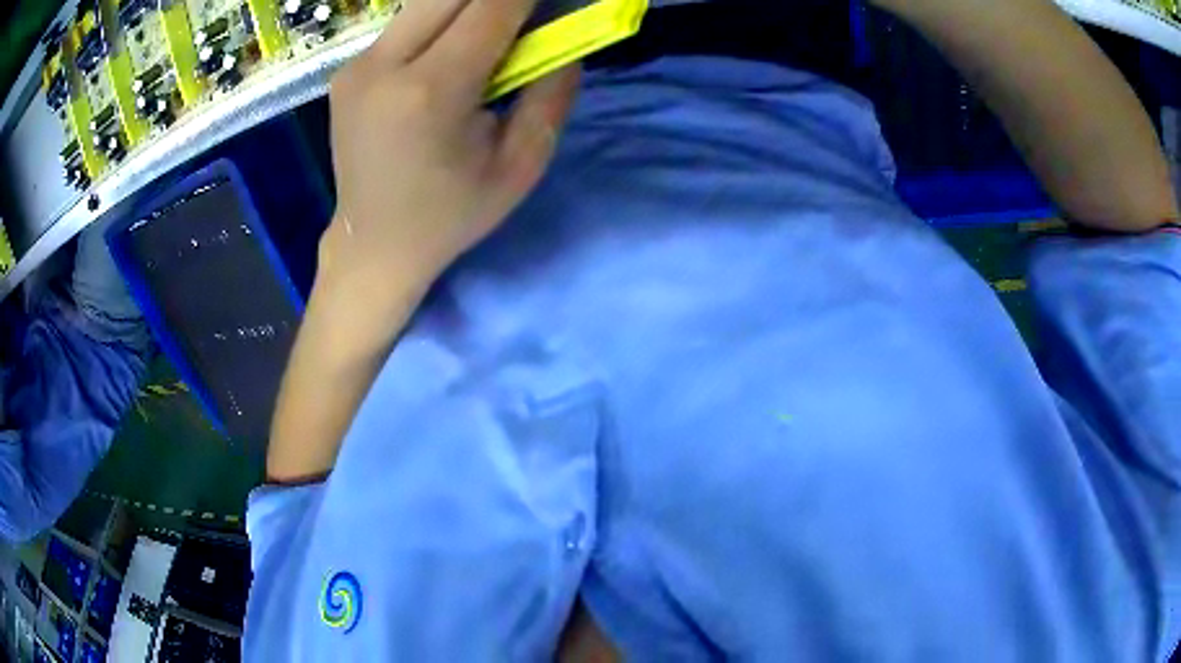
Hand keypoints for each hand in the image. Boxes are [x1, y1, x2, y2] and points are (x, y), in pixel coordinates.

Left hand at [320, 0, 580, 330]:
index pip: (492, 5)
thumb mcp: (520, 166)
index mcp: (429, 92)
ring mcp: (356, 65)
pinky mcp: (346, 69)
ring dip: (467, 5)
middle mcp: (383, 65)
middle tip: (523, 16)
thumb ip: (551, 93)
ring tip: (491, 35)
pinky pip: (405, 23)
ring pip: (425, 1)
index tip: (552, 5)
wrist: (373, 243)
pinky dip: (439, 22)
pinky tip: (451, 52)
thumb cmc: (451, 214)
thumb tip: (566, 38)